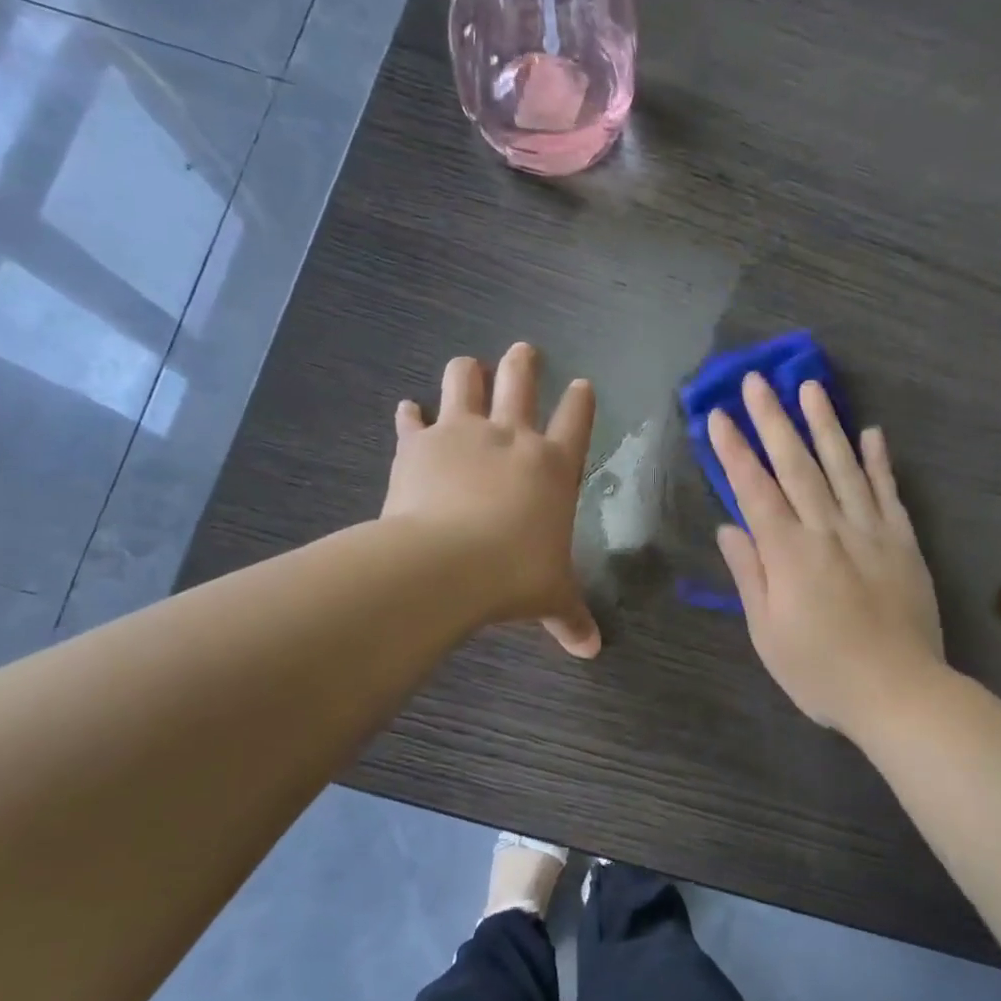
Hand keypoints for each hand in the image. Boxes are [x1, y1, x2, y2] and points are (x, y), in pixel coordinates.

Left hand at [381, 344, 601, 658]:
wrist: (446, 564)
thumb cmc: (515, 575)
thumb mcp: (551, 597)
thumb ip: (572, 617)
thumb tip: (592, 650)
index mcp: (553, 465)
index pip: (576, 419)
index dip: (580, 399)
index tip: (582, 383)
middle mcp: (511, 437)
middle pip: (520, 380)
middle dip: (523, 363)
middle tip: (523, 351)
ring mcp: (462, 433)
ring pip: (465, 380)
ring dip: (467, 371)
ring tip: (467, 367)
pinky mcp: (418, 444)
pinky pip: (412, 419)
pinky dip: (410, 415)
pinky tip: (408, 411)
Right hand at [712, 373, 942, 735]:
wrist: (899, 692)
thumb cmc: (821, 671)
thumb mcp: (767, 633)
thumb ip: (750, 574)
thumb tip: (729, 527)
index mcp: (789, 554)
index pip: (755, 490)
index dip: (734, 451)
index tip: (718, 416)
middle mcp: (828, 530)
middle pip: (796, 465)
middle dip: (773, 420)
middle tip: (757, 381)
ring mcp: (870, 532)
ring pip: (843, 467)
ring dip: (824, 425)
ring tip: (810, 387)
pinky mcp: (903, 542)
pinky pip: (889, 492)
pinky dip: (879, 460)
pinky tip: (870, 432)